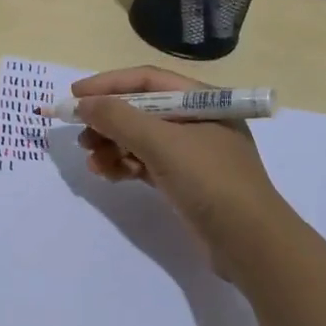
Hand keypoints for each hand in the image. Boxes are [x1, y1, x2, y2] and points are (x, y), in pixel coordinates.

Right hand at [77, 66, 325, 325]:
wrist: (250, 245)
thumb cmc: (210, 181)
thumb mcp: (162, 144)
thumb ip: (119, 118)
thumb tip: (83, 103)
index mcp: (202, 100)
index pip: (147, 80)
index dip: (108, 84)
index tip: (75, 95)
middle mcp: (197, 121)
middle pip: (141, 109)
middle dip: (108, 120)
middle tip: (81, 135)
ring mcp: (192, 153)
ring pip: (140, 139)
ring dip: (112, 146)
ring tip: (92, 161)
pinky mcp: (185, 181)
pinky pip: (146, 163)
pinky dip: (124, 165)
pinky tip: (107, 174)